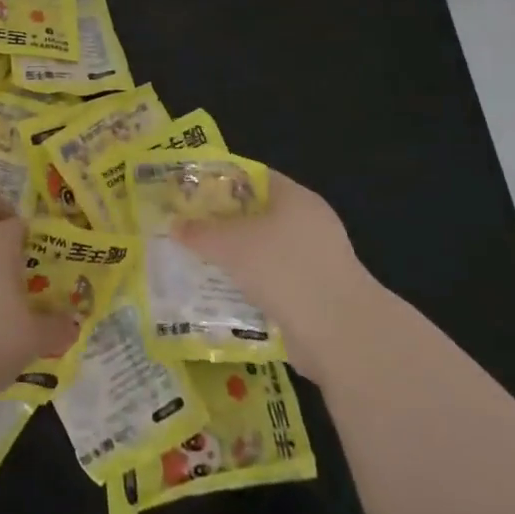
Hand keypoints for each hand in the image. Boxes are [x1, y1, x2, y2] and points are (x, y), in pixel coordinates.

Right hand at [175, 170, 373, 384]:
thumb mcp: (230, 244)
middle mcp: (310, 224)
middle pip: (258, 216)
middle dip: (224, 224)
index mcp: (295, 198)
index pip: (253, 177)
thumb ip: (199, 232)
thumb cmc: (283, 269)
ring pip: (266, 253)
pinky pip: (276, 284)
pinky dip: (253, 289)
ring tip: (201, 265)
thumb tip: (173, 225)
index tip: (191, 193)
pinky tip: (225, 297)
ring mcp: (318, 263)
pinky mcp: (318, 298)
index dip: (220, 182)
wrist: (340, 336)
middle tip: (190, 230)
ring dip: (238, 261)